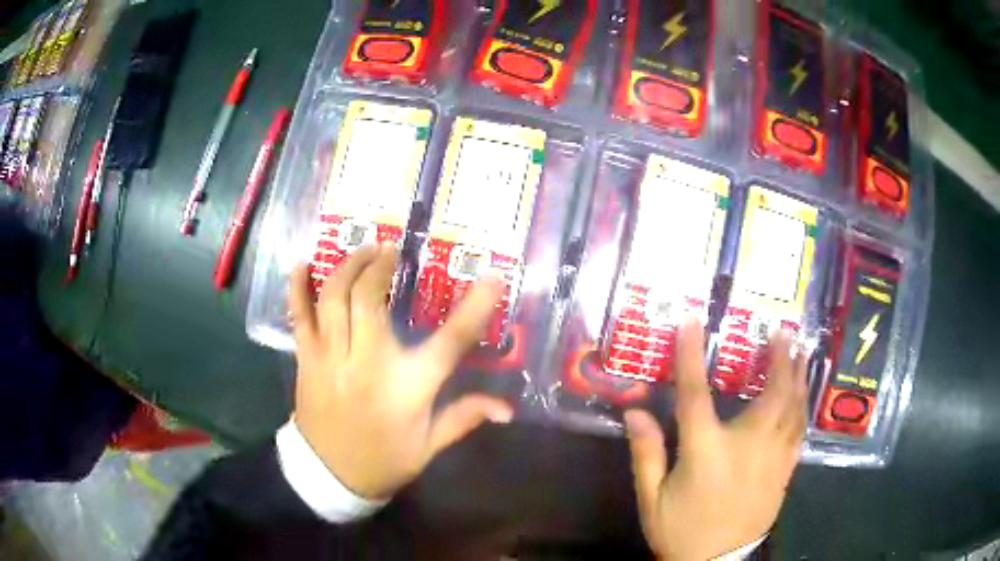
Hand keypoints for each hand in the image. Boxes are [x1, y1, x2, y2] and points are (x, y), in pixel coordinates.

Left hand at [288, 244, 513, 499]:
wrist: (329, 476)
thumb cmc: (384, 460)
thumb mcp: (429, 446)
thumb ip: (464, 418)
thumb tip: (507, 409)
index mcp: (407, 389)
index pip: (449, 342)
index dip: (474, 308)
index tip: (491, 278)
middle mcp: (367, 365)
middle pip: (371, 301)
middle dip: (381, 266)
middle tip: (392, 251)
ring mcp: (331, 359)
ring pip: (334, 300)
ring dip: (348, 267)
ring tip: (363, 250)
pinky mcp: (307, 360)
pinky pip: (299, 317)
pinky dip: (297, 288)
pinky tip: (302, 265)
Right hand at [625, 320, 806, 559]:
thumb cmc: (681, 530)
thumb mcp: (652, 499)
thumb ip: (646, 455)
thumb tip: (635, 413)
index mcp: (706, 452)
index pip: (696, 395)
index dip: (691, 356)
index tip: (691, 322)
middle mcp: (747, 447)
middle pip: (771, 395)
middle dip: (779, 359)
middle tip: (784, 332)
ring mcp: (772, 459)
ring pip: (793, 410)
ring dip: (797, 377)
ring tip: (801, 352)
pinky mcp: (785, 472)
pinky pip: (800, 433)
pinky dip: (803, 409)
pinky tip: (804, 396)